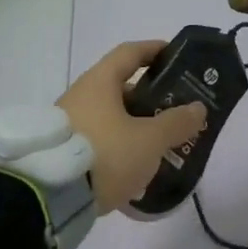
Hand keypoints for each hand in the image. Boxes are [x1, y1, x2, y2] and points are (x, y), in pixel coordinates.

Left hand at [59, 41, 207, 212]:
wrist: (49, 198)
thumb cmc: (105, 154)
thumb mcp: (149, 140)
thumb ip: (176, 123)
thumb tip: (198, 108)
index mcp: (99, 82)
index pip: (130, 53)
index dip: (154, 50)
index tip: (175, 56)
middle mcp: (80, 95)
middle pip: (120, 87)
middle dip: (149, 98)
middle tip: (173, 111)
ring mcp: (68, 124)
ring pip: (110, 117)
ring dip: (134, 126)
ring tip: (159, 145)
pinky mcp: (61, 152)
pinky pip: (98, 140)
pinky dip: (118, 147)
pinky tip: (135, 169)